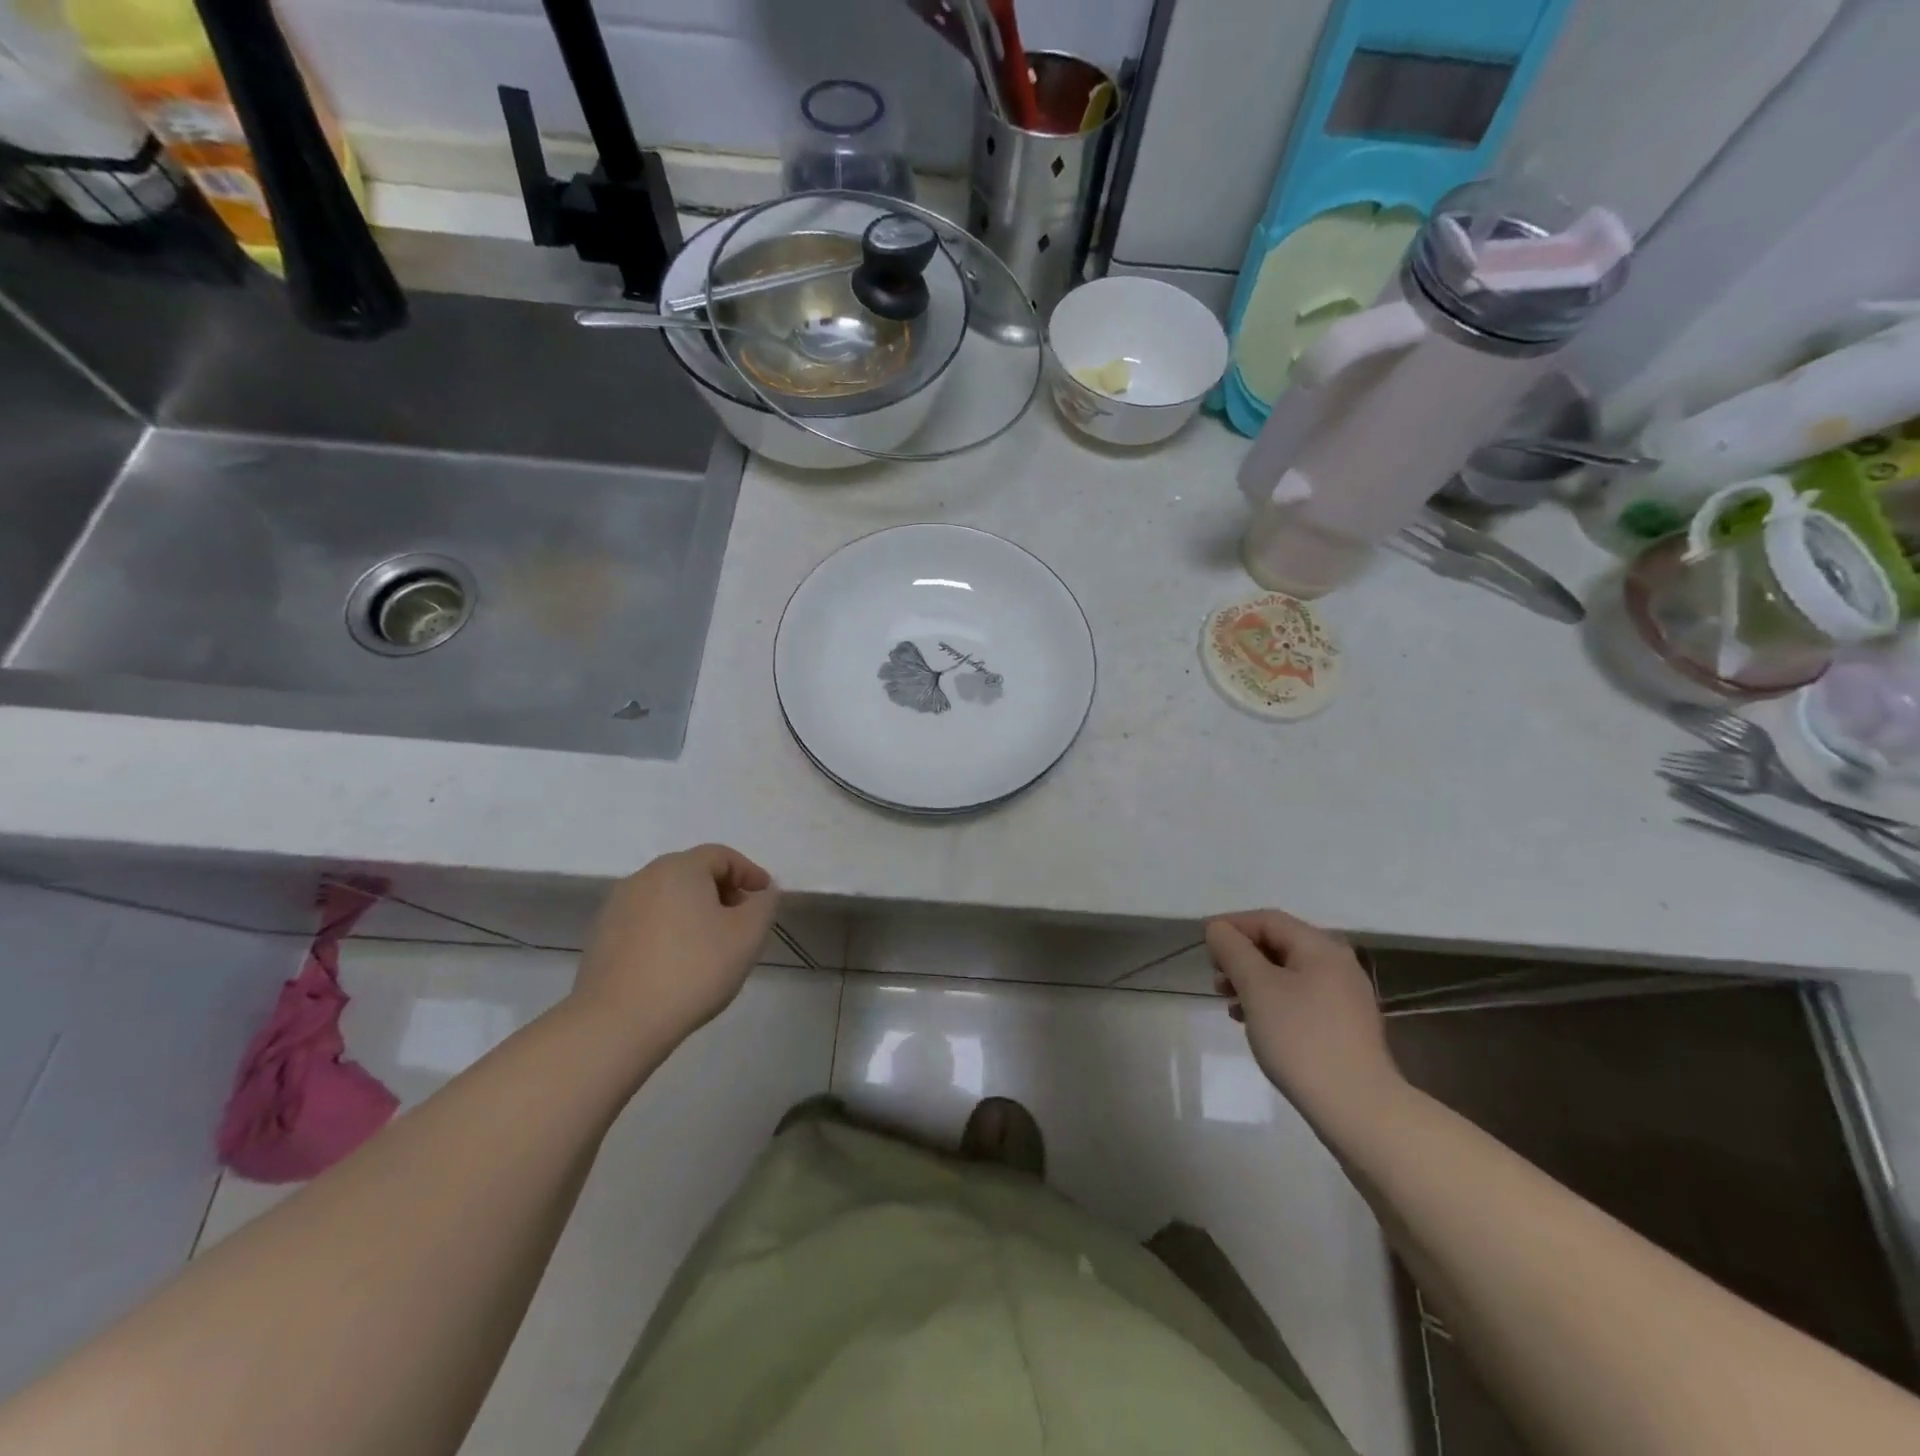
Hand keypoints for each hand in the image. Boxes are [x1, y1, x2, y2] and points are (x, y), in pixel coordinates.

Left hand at [572, 845, 779, 1050]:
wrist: (617, 1023)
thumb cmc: (693, 970)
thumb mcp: (748, 935)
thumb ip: (764, 904)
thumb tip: (762, 892)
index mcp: (679, 868)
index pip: (722, 856)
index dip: (749, 872)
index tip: (766, 897)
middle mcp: (643, 877)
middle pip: (692, 873)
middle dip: (722, 892)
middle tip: (742, 921)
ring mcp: (616, 907)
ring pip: (668, 898)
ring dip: (694, 912)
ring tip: (712, 946)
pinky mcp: (602, 938)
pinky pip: (646, 922)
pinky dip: (669, 931)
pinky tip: (678, 963)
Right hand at [1205, 909, 1403, 1124]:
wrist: (1358, 1109)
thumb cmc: (1301, 1039)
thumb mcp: (1257, 988)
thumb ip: (1233, 950)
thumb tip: (1218, 928)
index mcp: (1321, 947)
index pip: (1267, 920)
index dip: (1231, 926)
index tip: (1203, 945)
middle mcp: (1338, 964)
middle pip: (1279, 945)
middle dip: (1241, 957)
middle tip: (1215, 979)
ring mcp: (1345, 997)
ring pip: (1288, 974)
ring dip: (1253, 981)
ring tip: (1229, 1004)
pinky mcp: (1345, 1027)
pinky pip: (1300, 998)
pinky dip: (1272, 1001)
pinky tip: (1255, 1023)